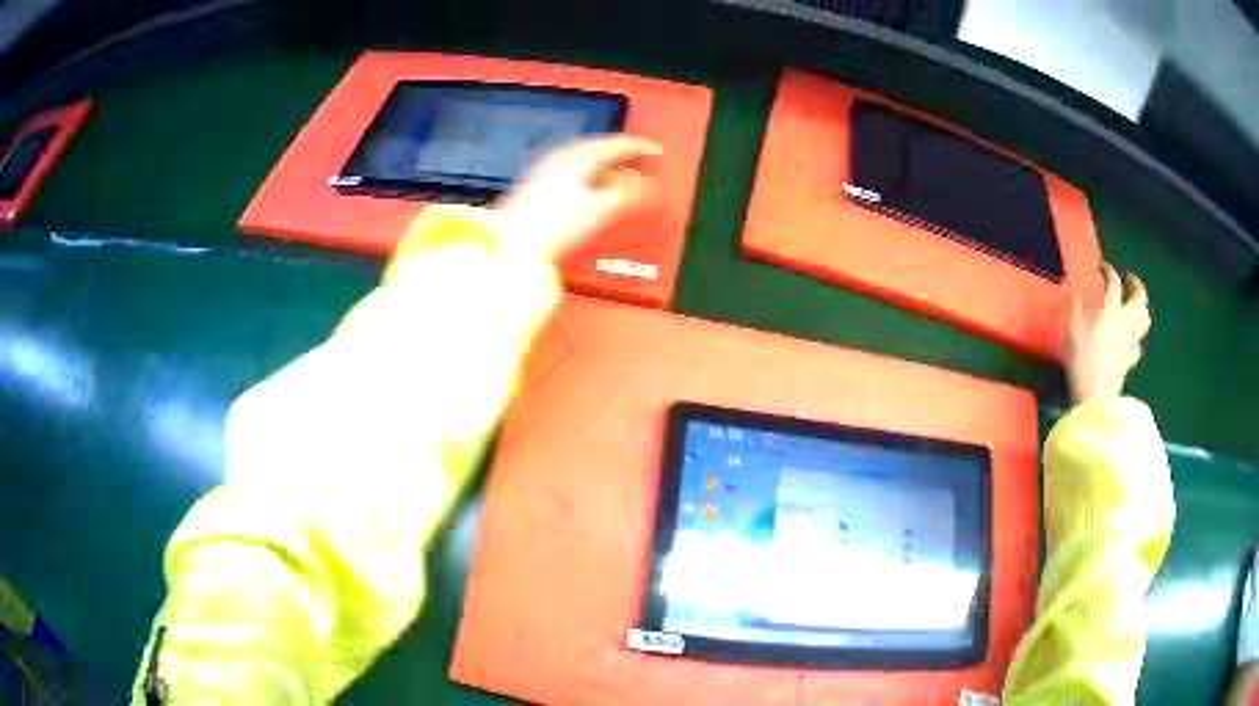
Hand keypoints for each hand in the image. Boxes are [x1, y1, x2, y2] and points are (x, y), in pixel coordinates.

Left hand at [496, 136, 662, 260]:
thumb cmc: (554, 225)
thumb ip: (629, 192)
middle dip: (626, 156)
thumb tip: (648, 183)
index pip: (618, 143)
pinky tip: (596, 189)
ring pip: (588, 159)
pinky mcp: (539, 183)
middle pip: (602, 148)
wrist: (514, 242)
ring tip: (625, 179)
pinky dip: (592, 174)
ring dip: (609, 166)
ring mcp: (548, 167)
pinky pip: (575, 169)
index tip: (658, 152)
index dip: (642, 147)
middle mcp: (563, 155)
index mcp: (580, 154)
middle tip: (644, 164)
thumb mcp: (602, 208)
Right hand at [1064, 264, 1151, 404]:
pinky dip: (1136, 338)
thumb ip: (1075, 310)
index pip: (1114, 282)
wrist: (1095, 395)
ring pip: (1144, 320)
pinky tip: (1131, 339)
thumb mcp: (1071, 330)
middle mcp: (1125, 321)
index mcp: (1111, 310)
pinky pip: (1138, 345)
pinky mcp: (1130, 360)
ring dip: (1142, 309)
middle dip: (1136, 285)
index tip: (1103, 268)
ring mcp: (1131, 342)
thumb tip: (1076, 297)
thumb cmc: (1082, 360)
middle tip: (1130, 279)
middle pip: (1139, 298)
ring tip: (1136, 306)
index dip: (1109, 272)